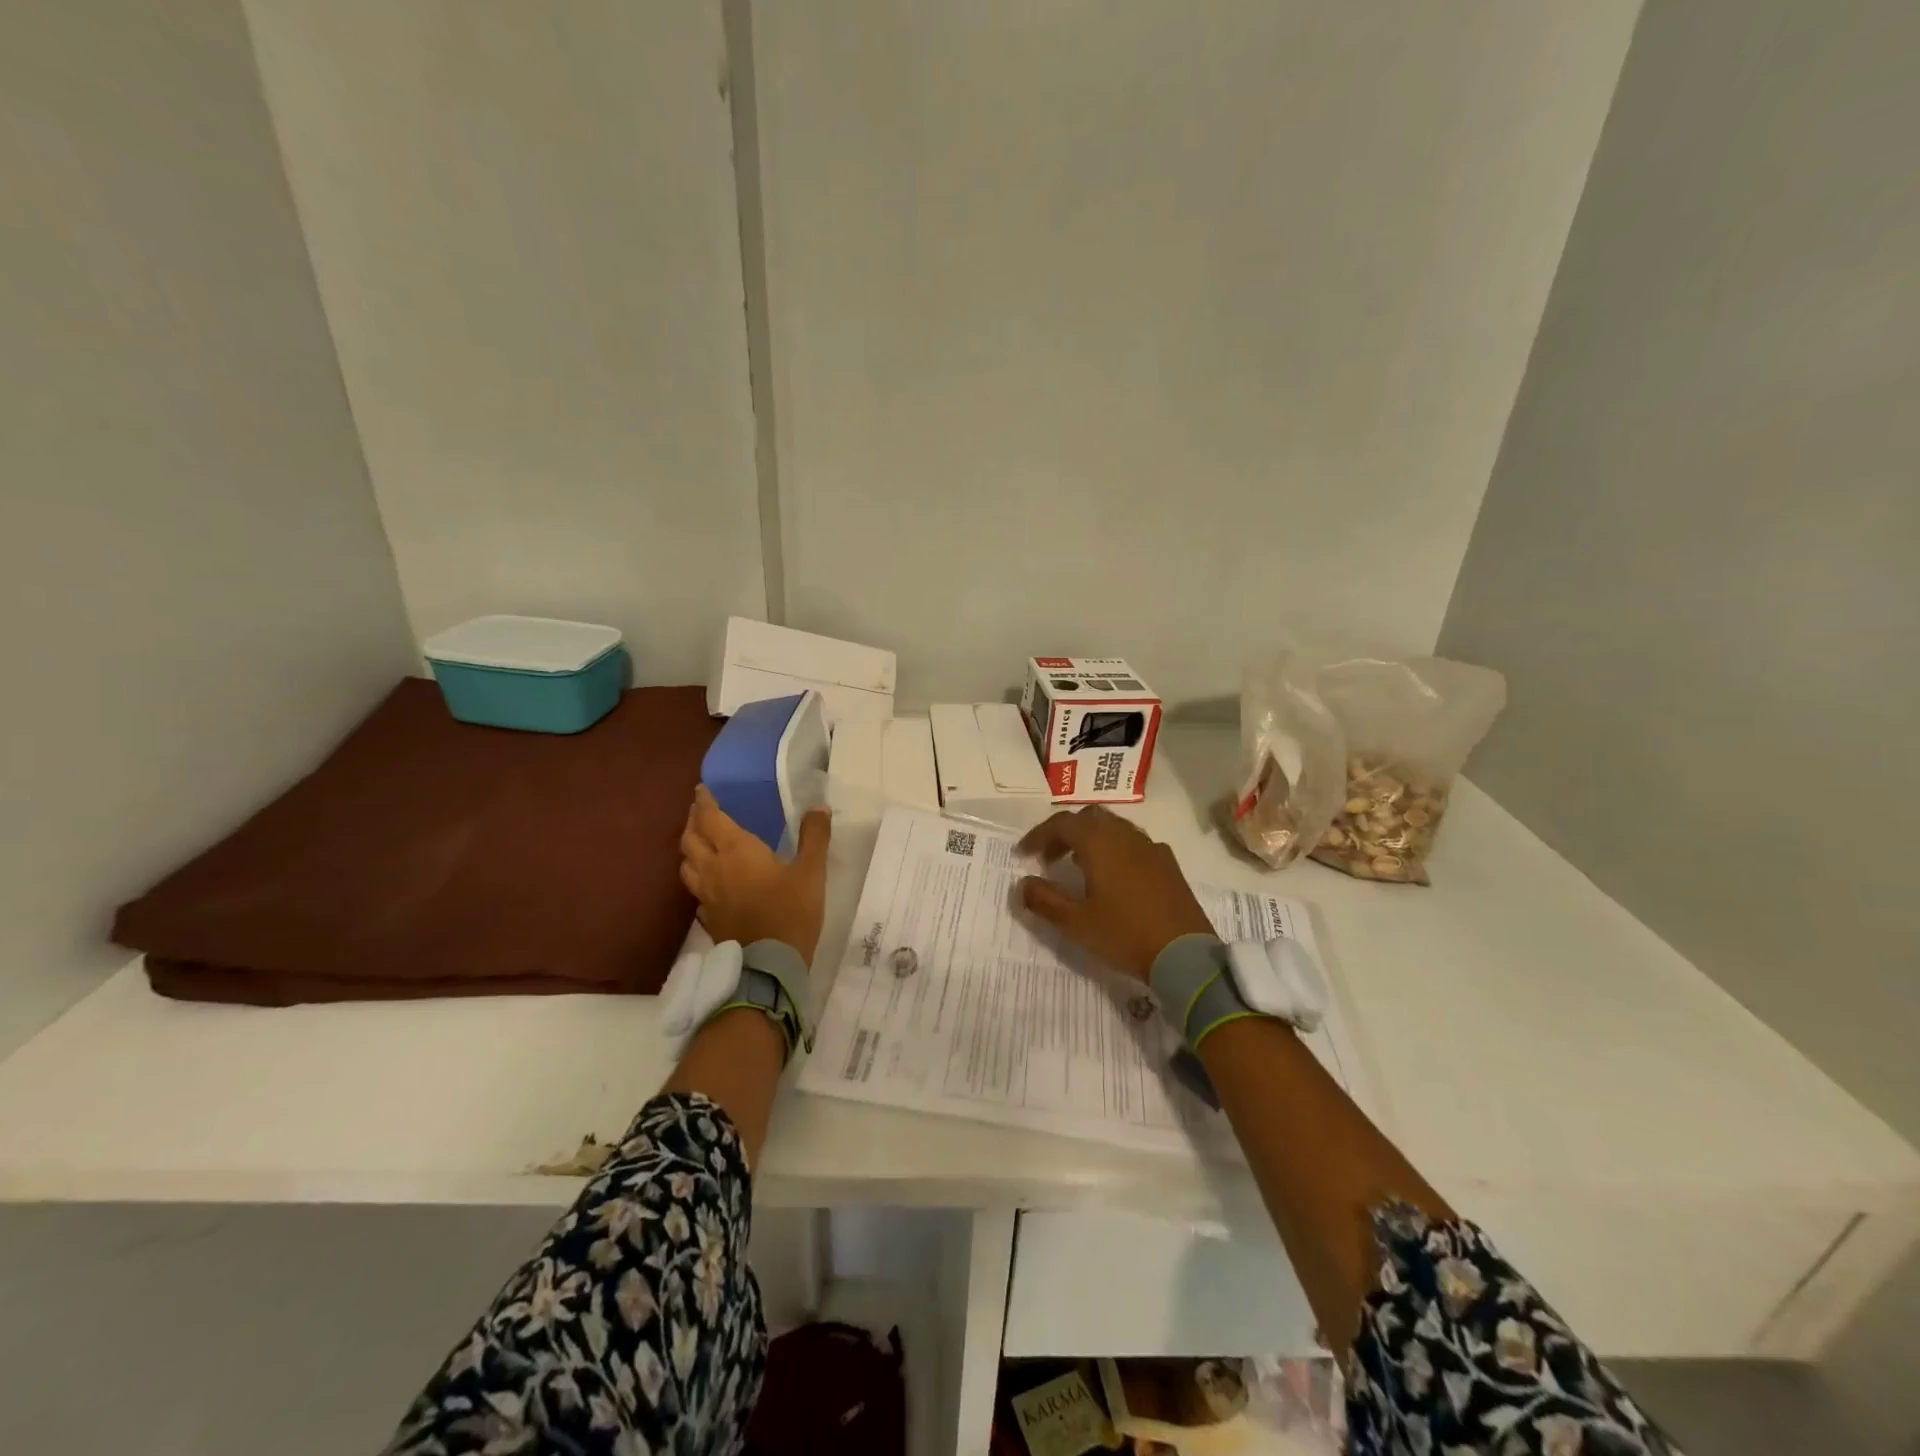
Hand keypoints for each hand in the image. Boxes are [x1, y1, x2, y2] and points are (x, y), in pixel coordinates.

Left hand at [679, 786, 831, 963]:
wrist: (770, 966)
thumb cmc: (791, 912)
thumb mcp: (811, 872)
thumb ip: (814, 837)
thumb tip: (819, 806)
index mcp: (737, 851)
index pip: (711, 819)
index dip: (705, 802)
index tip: (701, 789)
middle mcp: (714, 869)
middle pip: (691, 840)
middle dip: (693, 822)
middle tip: (700, 812)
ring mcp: (707, 897)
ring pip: (686, 866)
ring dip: (690, 849)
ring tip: (699, 843)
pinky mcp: (709, 919)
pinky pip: (695, 892)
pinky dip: (698, 880)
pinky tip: (710, 884)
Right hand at [1016, 807, 1214, 981]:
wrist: (1185, 955)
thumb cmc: (1125, 934)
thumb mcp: (1076, 923)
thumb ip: (1045, 900)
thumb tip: (1022, 884)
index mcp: (1100, 844)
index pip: (1062, 823)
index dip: (1038, 835)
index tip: (1022, 854)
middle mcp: (1125, 836)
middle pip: (1089, 818)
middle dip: (1065, 832)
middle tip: (1050, 858)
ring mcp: (1151, 848)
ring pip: (1114, 827)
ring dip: (1091, 839)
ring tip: (1079, 867)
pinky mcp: (1168, 864)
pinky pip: (1134, 843)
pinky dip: (1115, 849)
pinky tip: (1114, 877)